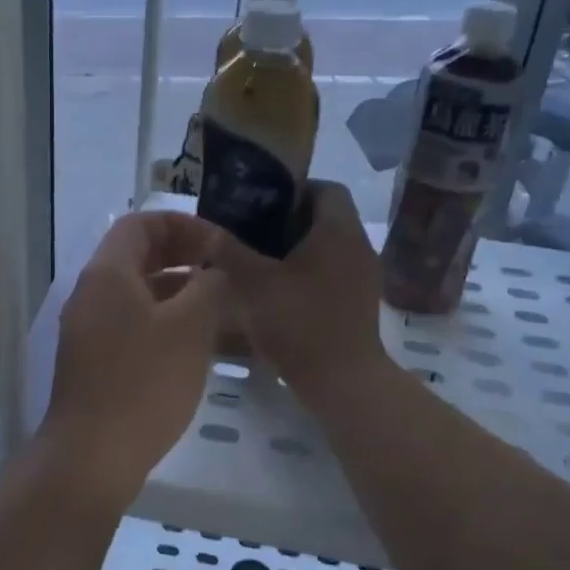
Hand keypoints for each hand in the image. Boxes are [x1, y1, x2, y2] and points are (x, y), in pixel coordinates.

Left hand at [40, 212, 224, 503]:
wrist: (91, 457)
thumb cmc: (143, 383)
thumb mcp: (190, 328)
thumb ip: (210, 287)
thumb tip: (217, 271)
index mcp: (108, 273)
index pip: (141, 223)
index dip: (182, 224)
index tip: (219, 242)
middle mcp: (92, 294)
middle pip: (137, 257)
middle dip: (183, 256)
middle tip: (224, 270)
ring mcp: (89, 330)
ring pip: (137, 293)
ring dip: (177, 291)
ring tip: (220, 306)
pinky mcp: (94, 362)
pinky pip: (133, 324)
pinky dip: (164, 322)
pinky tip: (196, 344)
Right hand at [209, 182, 391, 409]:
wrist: (344, 382)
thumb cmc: (298, 322)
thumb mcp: (252, 283)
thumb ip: (228, 251)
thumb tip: (206, 229)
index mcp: (338, 230)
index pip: (326, 187)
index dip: (292, 189)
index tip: (259, 205)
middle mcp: (358, 246)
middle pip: (325, 217)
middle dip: (287, 222)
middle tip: (249, 233)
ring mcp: (363, 276)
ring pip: (327, 247)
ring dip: (295, 250)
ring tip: (257, 263)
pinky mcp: (359, 303)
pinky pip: (332, 273)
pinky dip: (307, 274)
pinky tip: (277, 293)